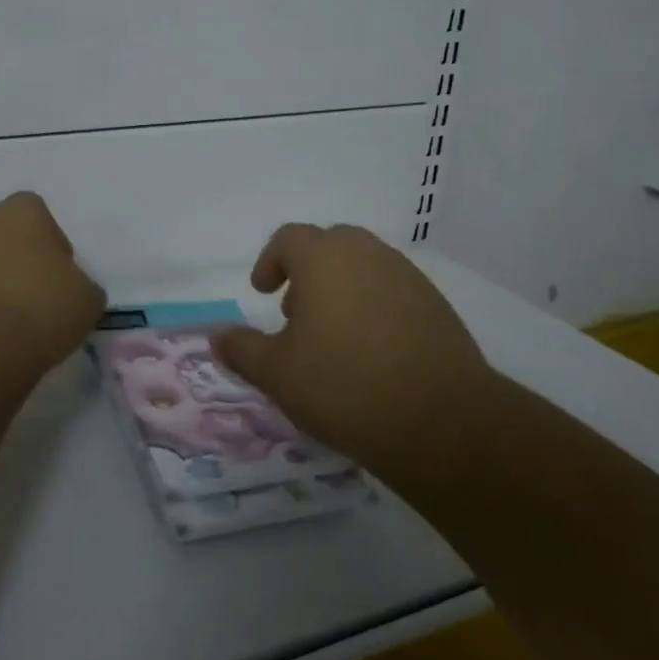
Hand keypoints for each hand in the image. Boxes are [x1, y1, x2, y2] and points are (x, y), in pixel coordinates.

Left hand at [0, 192, 105, 373]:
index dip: (52, 247)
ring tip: (6, 325)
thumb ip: (80, 284)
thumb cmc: (39, 311)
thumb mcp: (87, 300)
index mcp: (21, 211)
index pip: (40, 217)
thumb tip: (68, 291)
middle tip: (34, 302)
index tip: (59, 280)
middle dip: (18, 263)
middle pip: (5, 237)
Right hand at [213, 224, 493, 475]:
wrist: (441, 421)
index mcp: (324, 258)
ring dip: (341, 288)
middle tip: (296, 313)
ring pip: (364, 266)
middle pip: (330, 245)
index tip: (262, 293)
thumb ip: (242, 350)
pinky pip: (393, 290)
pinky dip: (373, 306)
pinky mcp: (437, 305)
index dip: (270, 262)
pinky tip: (372, 352)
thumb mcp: (277, 373)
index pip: (289, 238)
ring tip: (333, 337)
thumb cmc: (344, 385)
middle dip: (307, 272)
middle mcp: (368, 254)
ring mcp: (407, 277)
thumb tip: (216, 337)